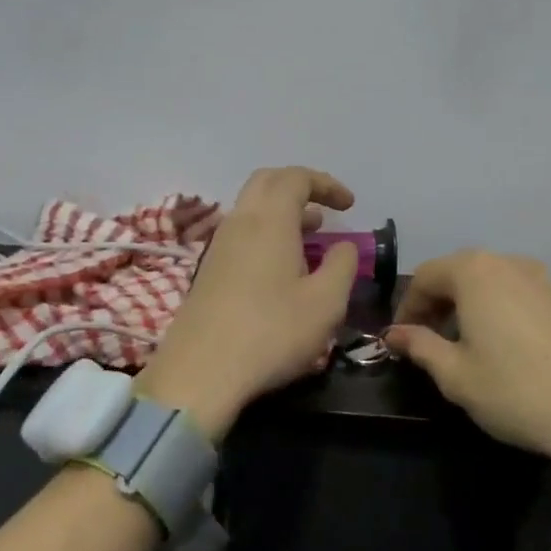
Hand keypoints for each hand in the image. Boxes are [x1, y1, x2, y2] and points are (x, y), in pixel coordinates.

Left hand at [136, 167, 360, 440]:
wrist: (200, 373)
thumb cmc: (272, 333)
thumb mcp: (326, 303)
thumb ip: (342, 265)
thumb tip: (344, 245)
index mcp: (270, 221)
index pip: (296, 177)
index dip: (326, 184)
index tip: (350, 205)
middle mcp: (240, 223)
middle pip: (267, 182)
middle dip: (300, 187)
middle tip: (326, 209)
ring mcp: (218, 246)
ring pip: (251, 209)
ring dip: (283, 212)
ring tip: (311, 235)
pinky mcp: (207, 271)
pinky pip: (241, 233)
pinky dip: (266, 233)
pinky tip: (282, 267)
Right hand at [383, 250, 550, 484]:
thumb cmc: (515, 391)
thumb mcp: (455, 374)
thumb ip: (419, 346)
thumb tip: (393, 333)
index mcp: (475, 272)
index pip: (425, 276)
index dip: (407, 306)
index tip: (399, 338)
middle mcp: (507, 262)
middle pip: (457, 271)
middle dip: (436, 302)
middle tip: (425, 338)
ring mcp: (541, 276)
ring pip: (488, 280)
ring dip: (466, 303)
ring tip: (460, 341)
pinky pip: (515, 291)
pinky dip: (496, 307)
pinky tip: (499, 342)